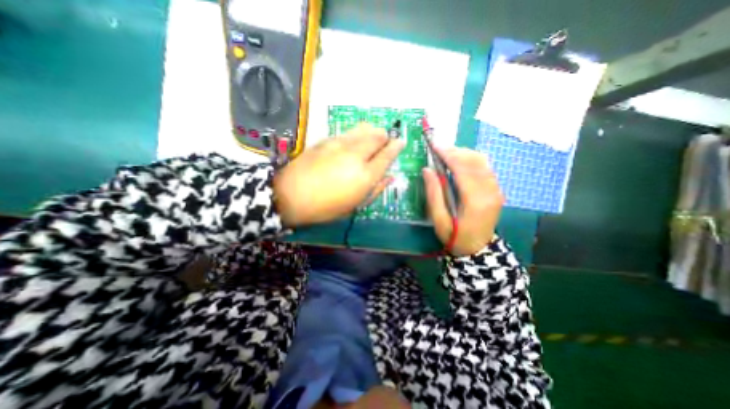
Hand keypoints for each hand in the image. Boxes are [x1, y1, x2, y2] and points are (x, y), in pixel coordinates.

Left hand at [273, 123, 400, 227]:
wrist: (291, 195)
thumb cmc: (326, 207)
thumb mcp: (355, 205)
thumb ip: (376, 189)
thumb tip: (390, 177)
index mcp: (365, 176)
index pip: (387, 155)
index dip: (396, 146)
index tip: (401, 142)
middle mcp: (356, 155)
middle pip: (378, 137)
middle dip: (385, 137)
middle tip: (385, 142)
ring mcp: (340, 144)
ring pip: (364, 129)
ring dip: (373, 132)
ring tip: (373, 138)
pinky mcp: (327, 139)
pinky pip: (349, 132)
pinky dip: (357, 134)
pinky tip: (354, 141)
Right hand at [420, 147, 505, 255]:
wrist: (477, 249)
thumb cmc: (454, 237)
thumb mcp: (438, 220)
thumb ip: (433, 194)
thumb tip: (427, 170)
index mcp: (475, 200)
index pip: (463, 169)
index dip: (449, 155)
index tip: (435, 145)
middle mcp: (490, 191)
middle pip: (475, 161)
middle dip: (456, 151)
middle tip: (439, 149)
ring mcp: (496, 190)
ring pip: (482, 162)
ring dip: (464, 154)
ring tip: (447, 154)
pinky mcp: (496, 190)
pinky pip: (485, 168)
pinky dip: (471, 160)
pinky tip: (459, 162)